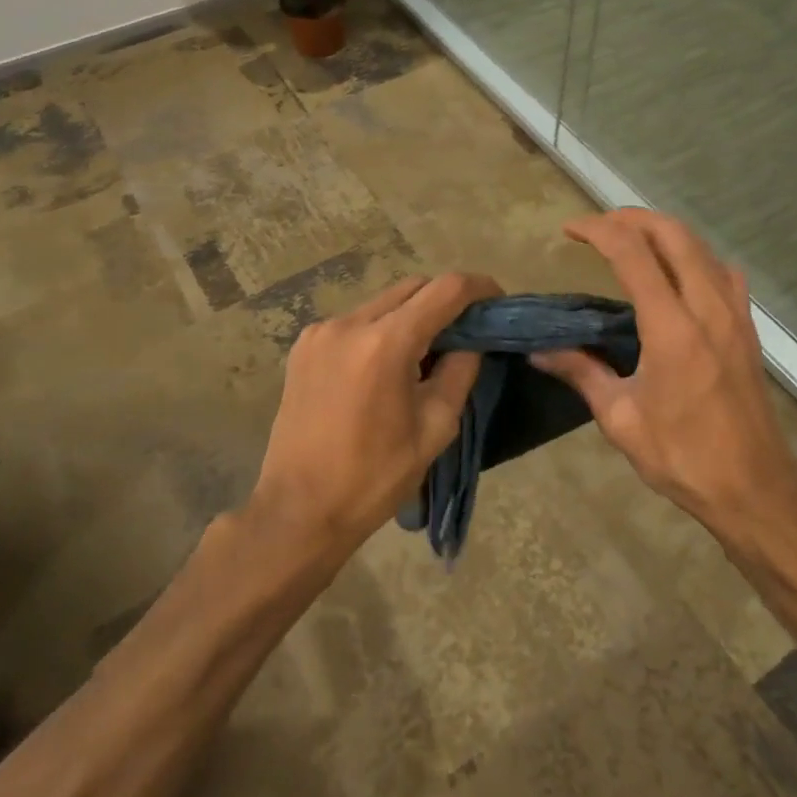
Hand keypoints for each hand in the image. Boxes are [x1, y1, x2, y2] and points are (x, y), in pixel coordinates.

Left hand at [251, 272, 502, 552]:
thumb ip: (459, 371)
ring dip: (411, 315)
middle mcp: (349, 324)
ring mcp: (321, 332)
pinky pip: (356, 321)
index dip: (477, 287)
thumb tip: (472, 340)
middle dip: (444, 300)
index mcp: (385, 344)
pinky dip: (381, 330)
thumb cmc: (375, 476)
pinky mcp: (304, 345)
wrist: (300, 509)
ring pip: (383, 302)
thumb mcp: (435, 427)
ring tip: (426, 353)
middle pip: (412, 287)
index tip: (496, 300)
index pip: (444, 290)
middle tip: (466, 331)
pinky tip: (387, 365)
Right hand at [530, 210, 796, 530]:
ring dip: (663, 232)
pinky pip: (722, 271)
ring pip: (701, 246)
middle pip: (673, 234)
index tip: (569, 230)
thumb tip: (538, 350)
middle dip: (631, 218)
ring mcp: (734, 315)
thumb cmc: (683, 457)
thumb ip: (581, 374)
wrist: (755, 488)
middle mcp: (707, 308)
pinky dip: (695, 255)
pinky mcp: (747, 328)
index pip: (633, 254)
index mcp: (672, 328)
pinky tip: (679, 273)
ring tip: (631, 240)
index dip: (598, 230)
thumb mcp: (621, 419)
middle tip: (598, 227)